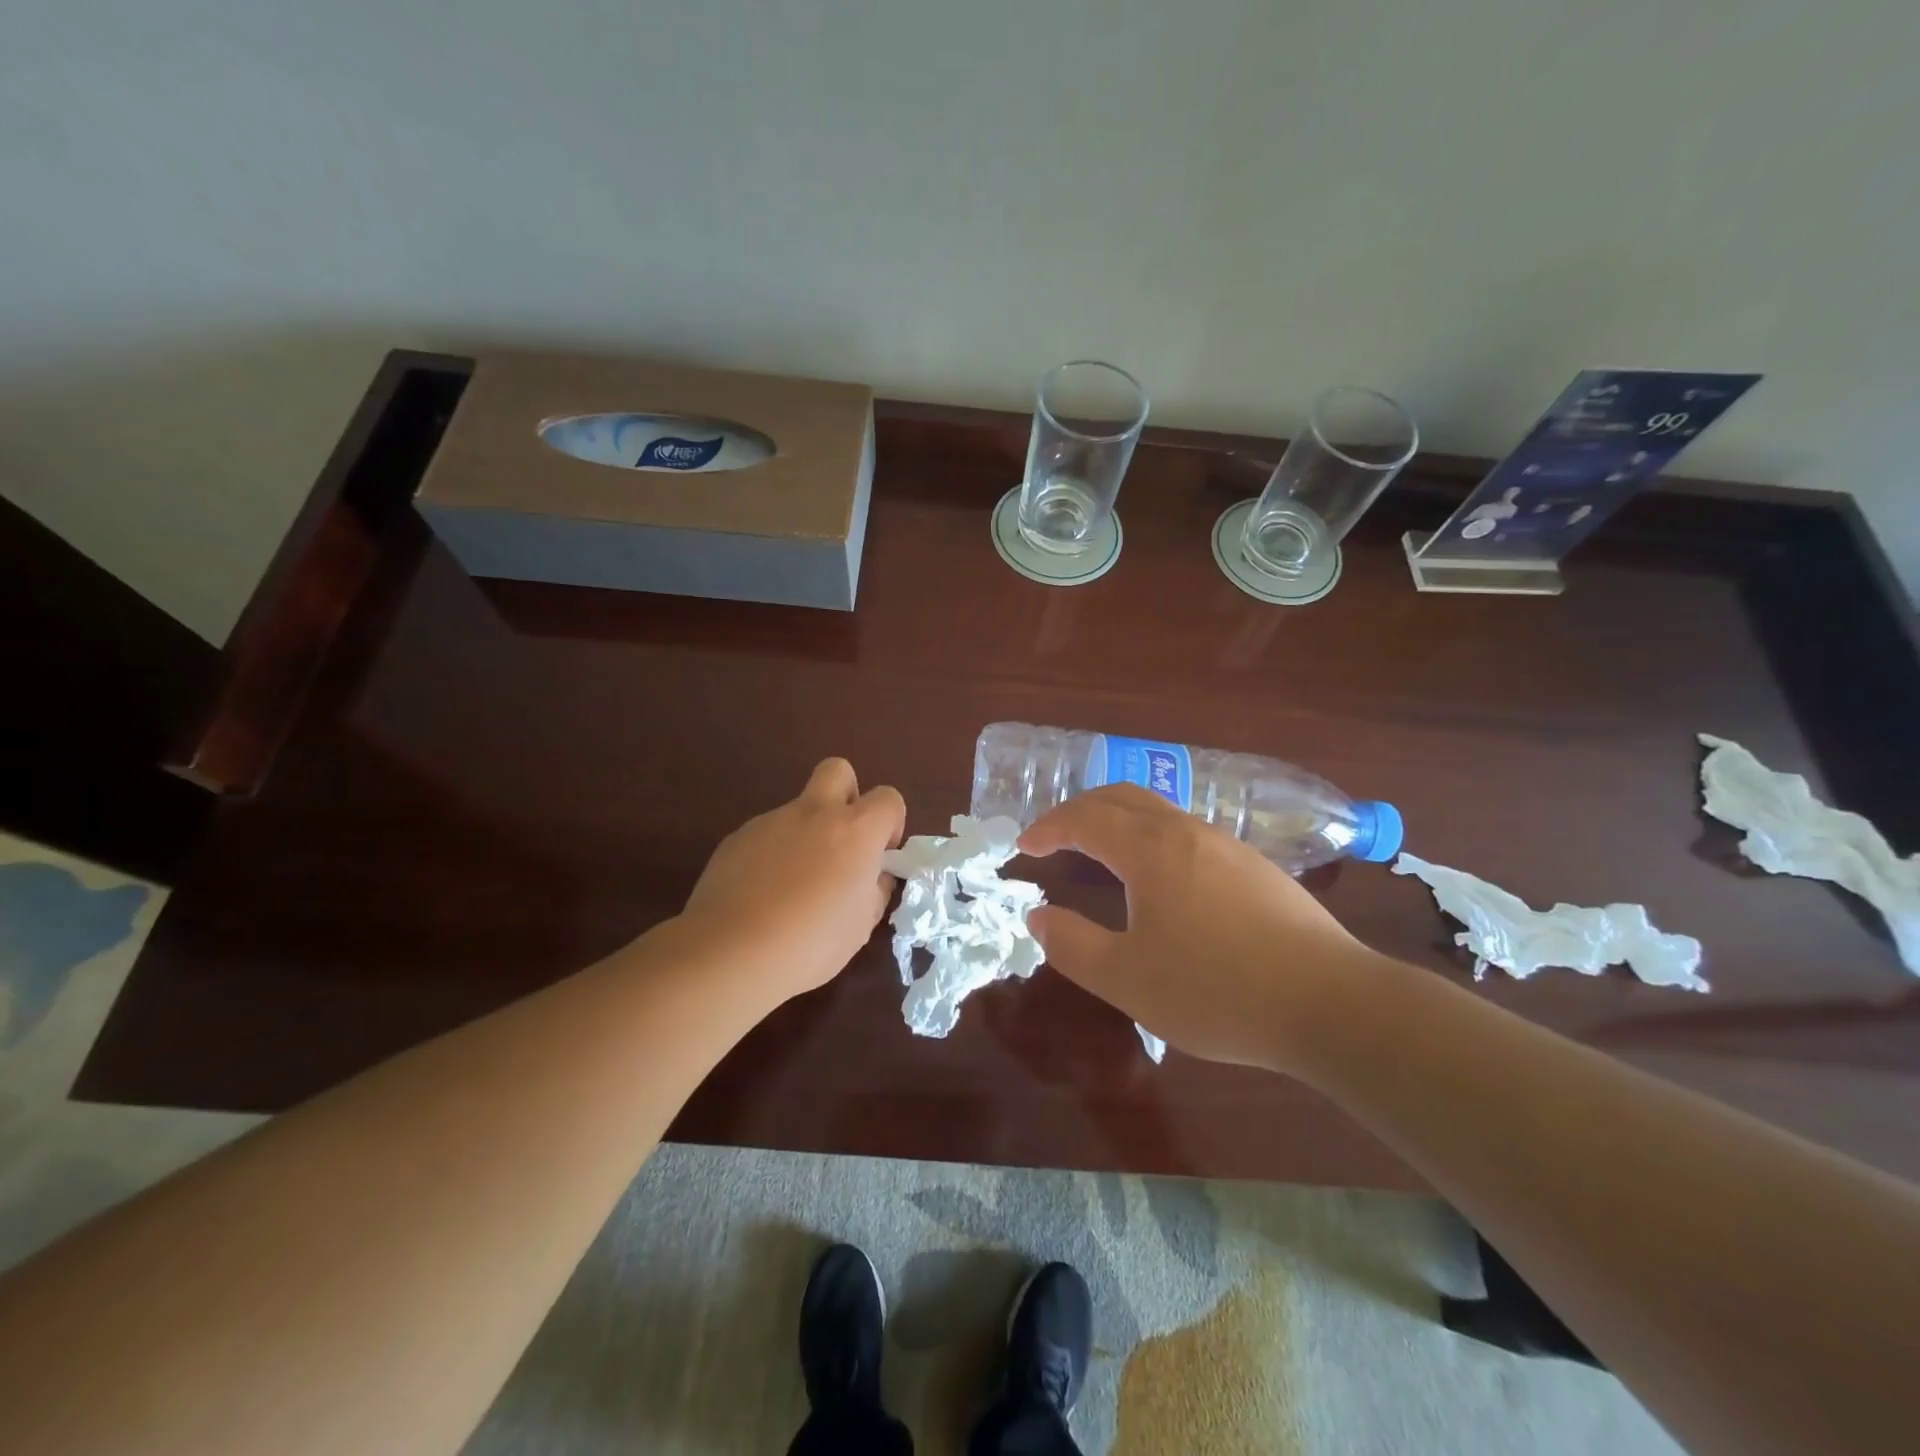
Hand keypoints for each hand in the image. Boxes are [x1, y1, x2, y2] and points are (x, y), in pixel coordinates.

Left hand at [680, 758, 905, 1003]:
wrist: (731, 952)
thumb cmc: (811, 942)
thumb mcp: (861, 925)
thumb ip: (874, 889)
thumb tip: (873, 875)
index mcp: (854, 830)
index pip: (888, 798)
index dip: (891, 822)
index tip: (880, 855)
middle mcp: (814, 813)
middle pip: (838, 770)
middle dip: (847, 795)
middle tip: (842, 840)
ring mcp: (771, 821)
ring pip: (798, 809)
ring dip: (806, 833)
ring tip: (794, 885)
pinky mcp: (737, 837)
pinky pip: (767, 834)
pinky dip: (773, 854)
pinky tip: (763, 894)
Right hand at [1019, 785, 1378, 1069]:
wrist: (1331, 1004)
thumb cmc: (1216, 990)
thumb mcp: (1127, 980)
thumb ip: (1072, 945)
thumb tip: (1038, 917)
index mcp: (1151, 850)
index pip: (1085, 818)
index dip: (1048, 827)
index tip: (1023, 847)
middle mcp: (1187, 832)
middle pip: (1122, 797)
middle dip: (1080, 809)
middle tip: (1054, 836)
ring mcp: (1227, 846)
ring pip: (1160, 812)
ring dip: (1119, 821)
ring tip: (1100, 853)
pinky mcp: (1256, 868)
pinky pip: (1188, 833)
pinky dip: (1152, 838)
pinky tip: (1161, 879)